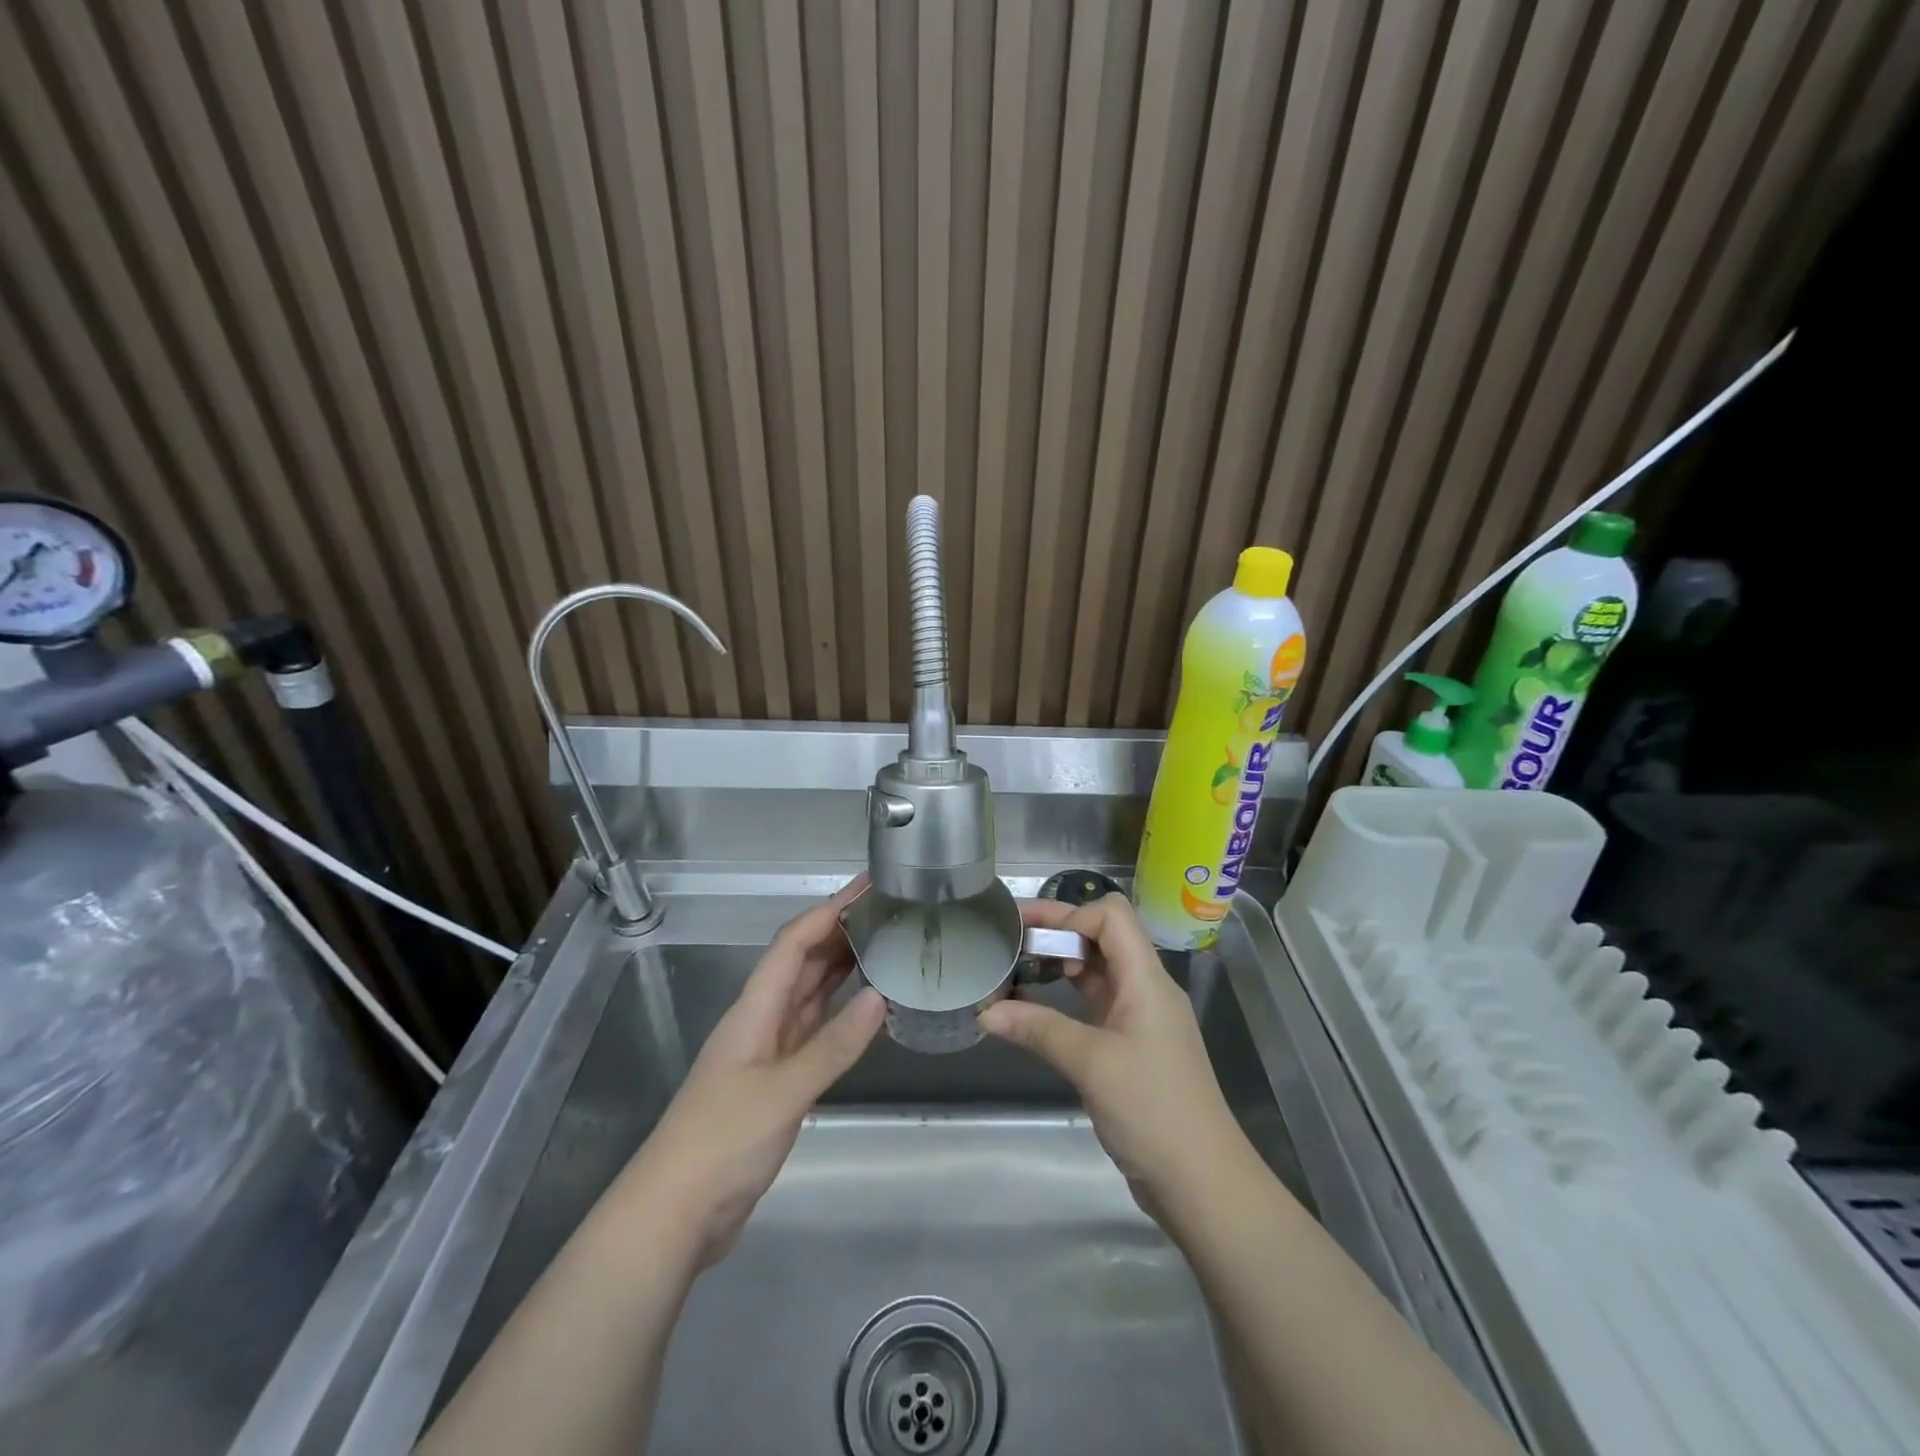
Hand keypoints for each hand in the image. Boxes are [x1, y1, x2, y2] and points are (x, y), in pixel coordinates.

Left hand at [619, 877, 885, 1267]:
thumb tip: (880, 996)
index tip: (867, 887)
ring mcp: (768, 1051)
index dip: (828, 910)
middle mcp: (761, 1020)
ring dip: (841, 967)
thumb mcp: (783, 1092)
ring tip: (884, 943)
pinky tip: (866, 1007)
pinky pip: (814, 1030)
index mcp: (754, 1010)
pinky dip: (840, 1013)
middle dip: (839, 930)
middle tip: (888, 911)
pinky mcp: (777, 1081)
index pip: (793, 943)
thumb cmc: (722, 1143)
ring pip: (809, 994)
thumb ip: (833, 1045)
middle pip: (801, 961)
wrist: (674, 1215)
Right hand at [980, 894, 1249, 1208]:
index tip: (1032, 936)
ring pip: (1097, 971)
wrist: (1203, 1182)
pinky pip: (1095, 1005)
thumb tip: (985, 1011)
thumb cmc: (1152, 1109)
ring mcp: (1140, 1018)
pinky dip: (1065, 999)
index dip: (1071, 915)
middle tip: (1009, 934)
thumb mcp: (1090, 1063)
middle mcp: (1145, 988)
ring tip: (1015, 967)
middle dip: (1057, 930)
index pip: (1111, 916)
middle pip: (1102, 937)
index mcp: (1146, 978)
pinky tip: (1034, 1009)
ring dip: (1059, 964)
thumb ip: (1038, 1030)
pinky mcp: (1131, 1046)